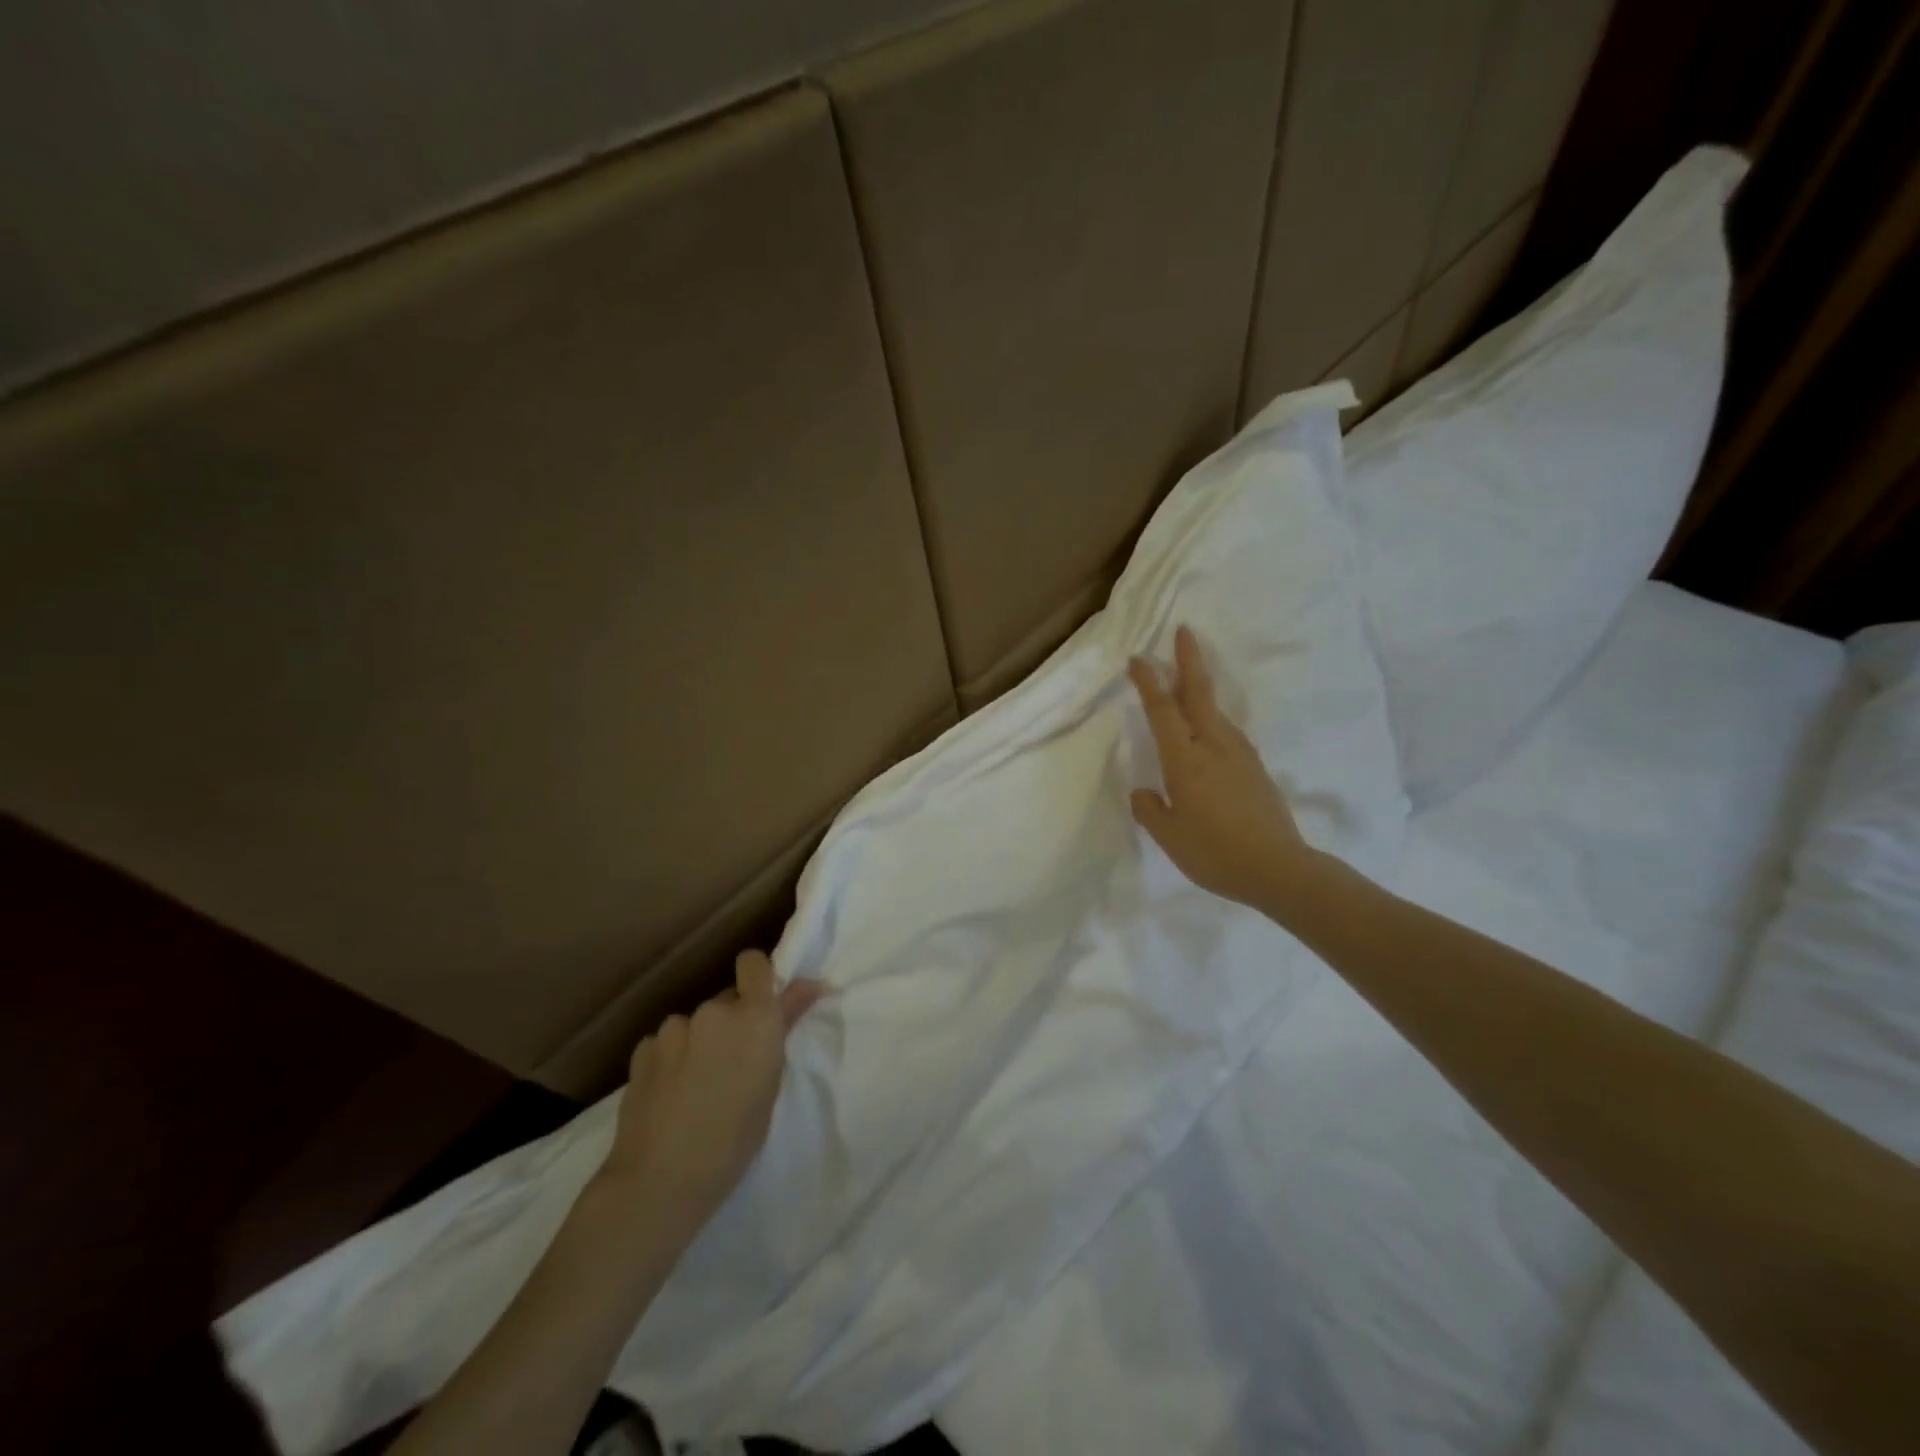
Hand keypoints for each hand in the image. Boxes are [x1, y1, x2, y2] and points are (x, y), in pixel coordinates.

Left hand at [601, 951, 821, 1227]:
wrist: (661, 1179)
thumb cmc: (735, 1139)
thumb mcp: (771, 1083)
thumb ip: (785, 1025)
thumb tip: (810, 984)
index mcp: (755, 1016)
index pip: (753, 962)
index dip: (758, 977)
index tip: (761, 1007)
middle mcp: (714, 1009)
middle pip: (726, 1000)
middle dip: (731, 1023)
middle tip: (732, 1067)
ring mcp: (674, 1027)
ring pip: (695, 1024)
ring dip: (700, 1042)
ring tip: (695, 1087)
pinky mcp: (642, 1049)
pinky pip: (666, 1043)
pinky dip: (671, 1060)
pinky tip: (669, 1095)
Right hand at [1128, 625, 1319, 910]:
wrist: (1277, 869)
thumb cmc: (1214, 852)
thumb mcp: (1168, 836)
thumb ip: (1150, 809)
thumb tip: (1146, 792)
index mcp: (1185, 759)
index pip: (1162, 710)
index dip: (1148, 682)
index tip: (1138, 658)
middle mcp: (1213, 746)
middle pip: (1198, 693)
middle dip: (1189, 660)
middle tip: (1184, 631)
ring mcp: (1240, 754)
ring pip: (1215, 711)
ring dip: (1201, 688)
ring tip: (1188, 679)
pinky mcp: (1255, 768)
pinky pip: (1227, 732)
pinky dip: (1212, 718)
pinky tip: (1208, 730)